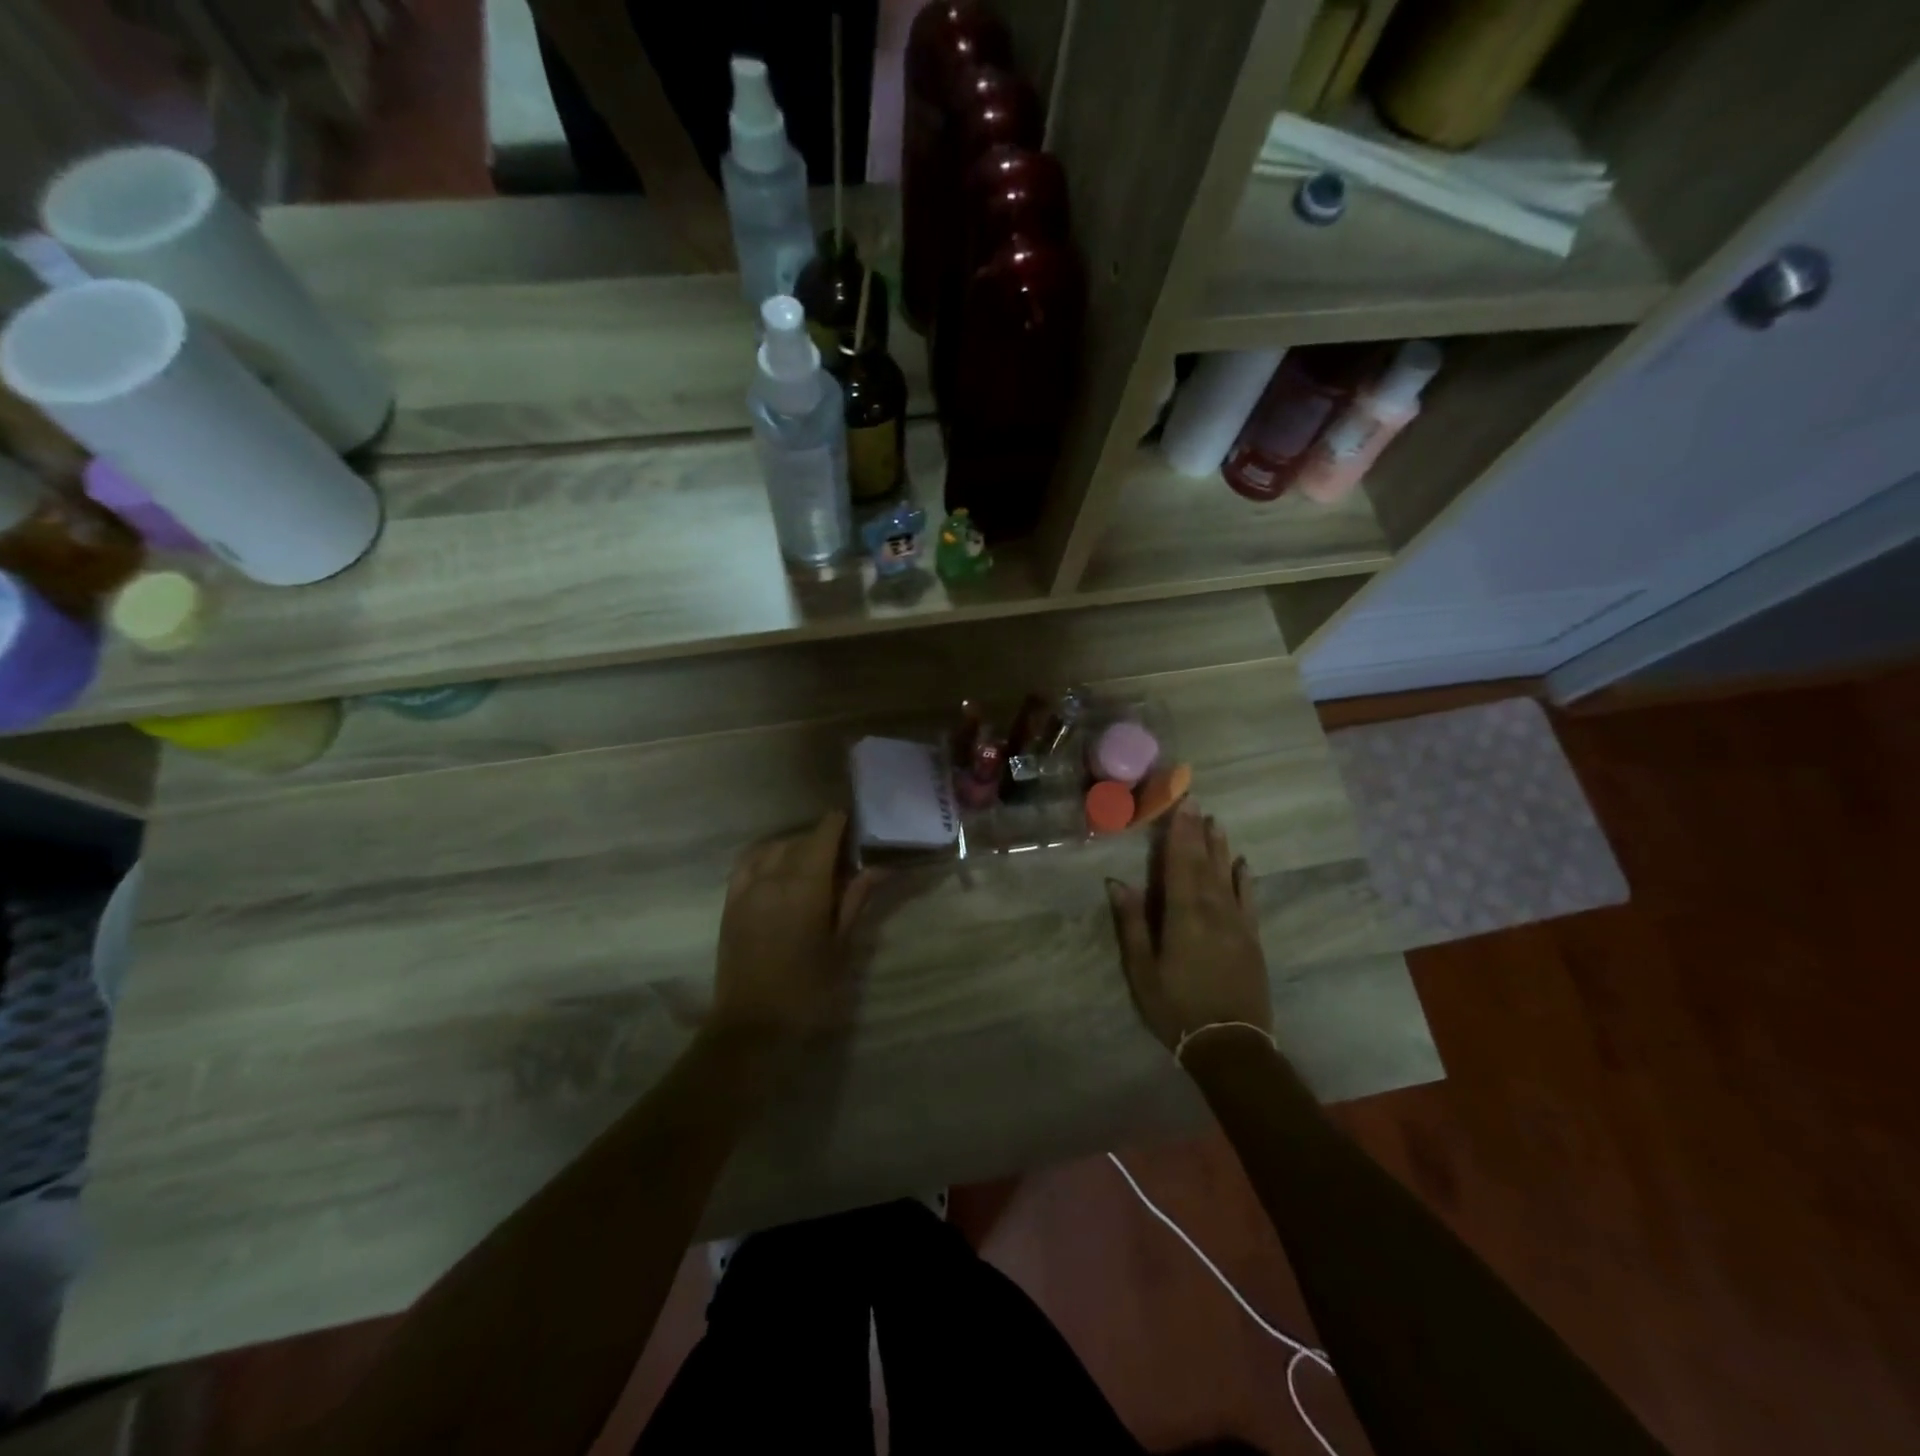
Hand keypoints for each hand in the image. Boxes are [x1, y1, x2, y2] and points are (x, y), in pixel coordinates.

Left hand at [711, 812, 875, 1049]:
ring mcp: (747, 888)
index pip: (824, 834)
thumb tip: (878, 868)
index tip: (858, 824)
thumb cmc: (808, 990)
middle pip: (801, 839)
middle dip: (824, 839)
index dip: (841, 823)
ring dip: (796, 846)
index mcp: (806, 885)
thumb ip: (856, 900)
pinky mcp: (730, 902)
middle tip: (846, 855)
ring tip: (814, 862)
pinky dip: (766, 855)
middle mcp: (773, 876)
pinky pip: (748, 862)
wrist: (753, 1026)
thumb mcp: (842, 946)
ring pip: (774, 847)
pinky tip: (778, 866)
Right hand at [1107, 802, 1270, 1054]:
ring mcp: (1237, 924)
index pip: (1179, 864)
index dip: (1179, 833)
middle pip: (1204, 863)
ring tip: (1216, 822)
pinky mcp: (1252, 939)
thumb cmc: (1176, 1007)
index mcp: (1183, 915)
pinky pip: (1249, 900)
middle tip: (1197, 801)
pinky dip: (1245, 879)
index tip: (1181, 803)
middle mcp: (1214, 911)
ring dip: (1220, 848)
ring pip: (1227, 876)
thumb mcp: (1142, 970)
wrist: (1231, 1045)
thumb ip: (1132, 923)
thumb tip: (1117, 882)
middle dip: (1198, 832)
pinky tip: (1244, 864)